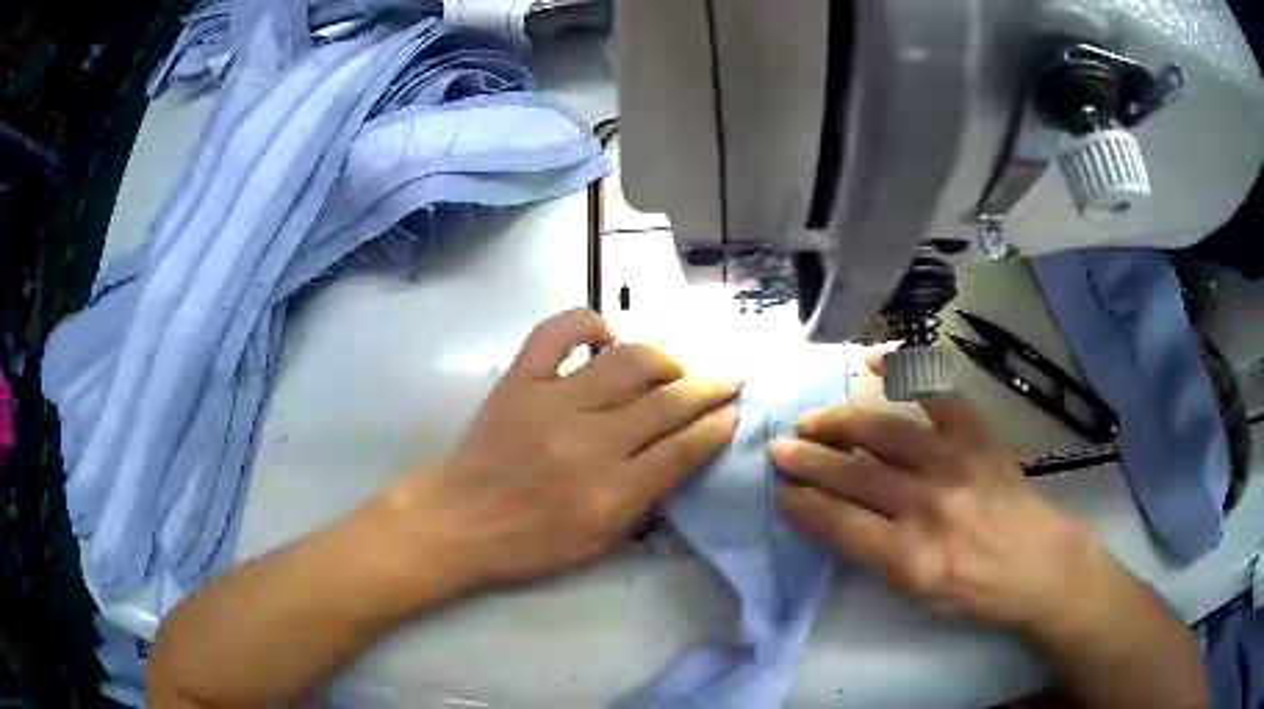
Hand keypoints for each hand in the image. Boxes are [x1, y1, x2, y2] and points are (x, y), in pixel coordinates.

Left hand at [383, 309, 739, 593]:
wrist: (459, 522)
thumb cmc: (530, 543)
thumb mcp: (600, 542)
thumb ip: (645, 500)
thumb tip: (682, 455)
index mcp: (612, 492)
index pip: (683, 449)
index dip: (716, 426)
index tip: (733, 412)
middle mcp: (590, 442)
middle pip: (666, 402)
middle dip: (708, 388)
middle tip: (726, 379)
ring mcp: (552, 403)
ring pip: (627, 361)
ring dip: (663, 358)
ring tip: (673, 367)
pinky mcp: (519, 380)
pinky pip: (557, 332)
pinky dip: (588, 324)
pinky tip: (605, 337)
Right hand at [770, 392, 1114, 635]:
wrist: (1039, 564)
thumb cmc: (975, 591)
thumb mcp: (916, 595)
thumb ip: (874, 557)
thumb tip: (834, 517)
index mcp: (910, 558)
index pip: (839, 525)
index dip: (803, 506)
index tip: (781, 492)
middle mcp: (928, 507)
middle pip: (854, 477)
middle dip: (808, 461)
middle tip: (777, 448)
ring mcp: (955, 464)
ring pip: (885, 435)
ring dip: (841, 424)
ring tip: (812, 420)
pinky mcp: (978, 438)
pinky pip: (938, 396)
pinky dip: (905, 375)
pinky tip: (875, 365)